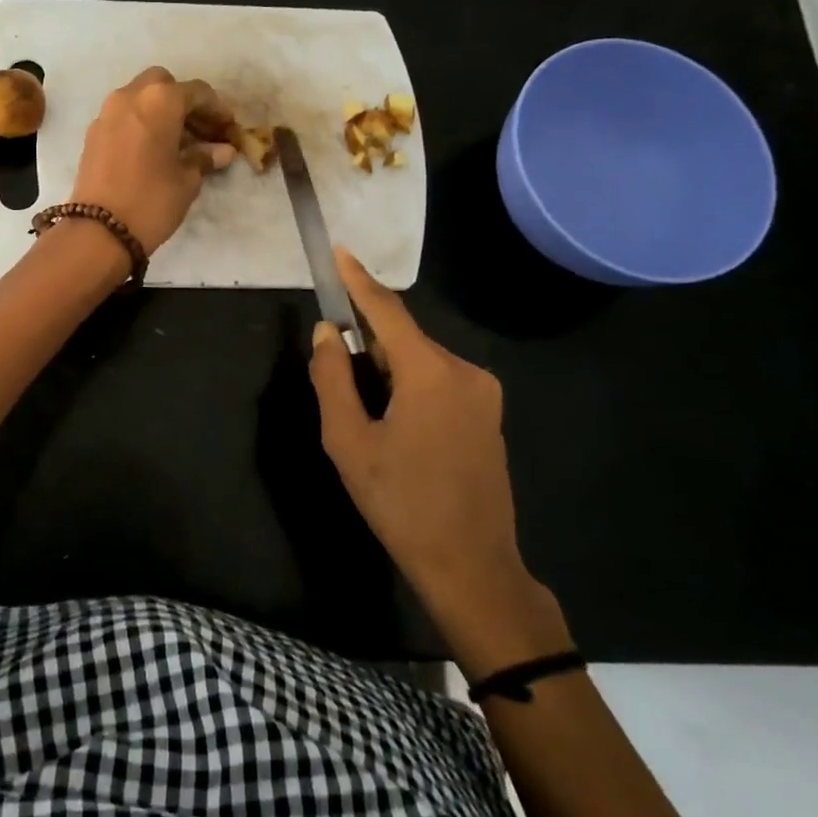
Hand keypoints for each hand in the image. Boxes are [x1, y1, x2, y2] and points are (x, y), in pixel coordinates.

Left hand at [70, 67, 236, 254]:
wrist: (98, 230)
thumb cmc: (151, 200)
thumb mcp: (187, 180)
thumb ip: (204, 157)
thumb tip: (222, 150)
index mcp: (160, 100)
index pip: (197, 92)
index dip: (217, 109)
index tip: (228, 128)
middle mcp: (130, 96)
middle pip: (163, 84)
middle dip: (184, 102)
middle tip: (201, 129)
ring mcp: (107, 113)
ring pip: (140, 97)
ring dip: (160, 112)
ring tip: (180, 143)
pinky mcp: (93, 133)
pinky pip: (124, 116)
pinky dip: (141, 123)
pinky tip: (153, 150)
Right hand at [310, 246, 568, 672]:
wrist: (471, 566)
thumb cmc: (400, 504)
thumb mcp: (348, 442)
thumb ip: (332, 378)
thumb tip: (328, 332)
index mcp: (430, 373)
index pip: (387, 310)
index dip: (358, 279)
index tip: (338, 251)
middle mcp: (465, 371)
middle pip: (403, 339)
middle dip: (367, 346)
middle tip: (336, 379)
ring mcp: (484, 393)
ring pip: (420, 361)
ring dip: (387, 371)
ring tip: (366, 419)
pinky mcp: (489, 414)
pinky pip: (439, 381)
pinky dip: (409, 386)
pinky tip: (395, 427)